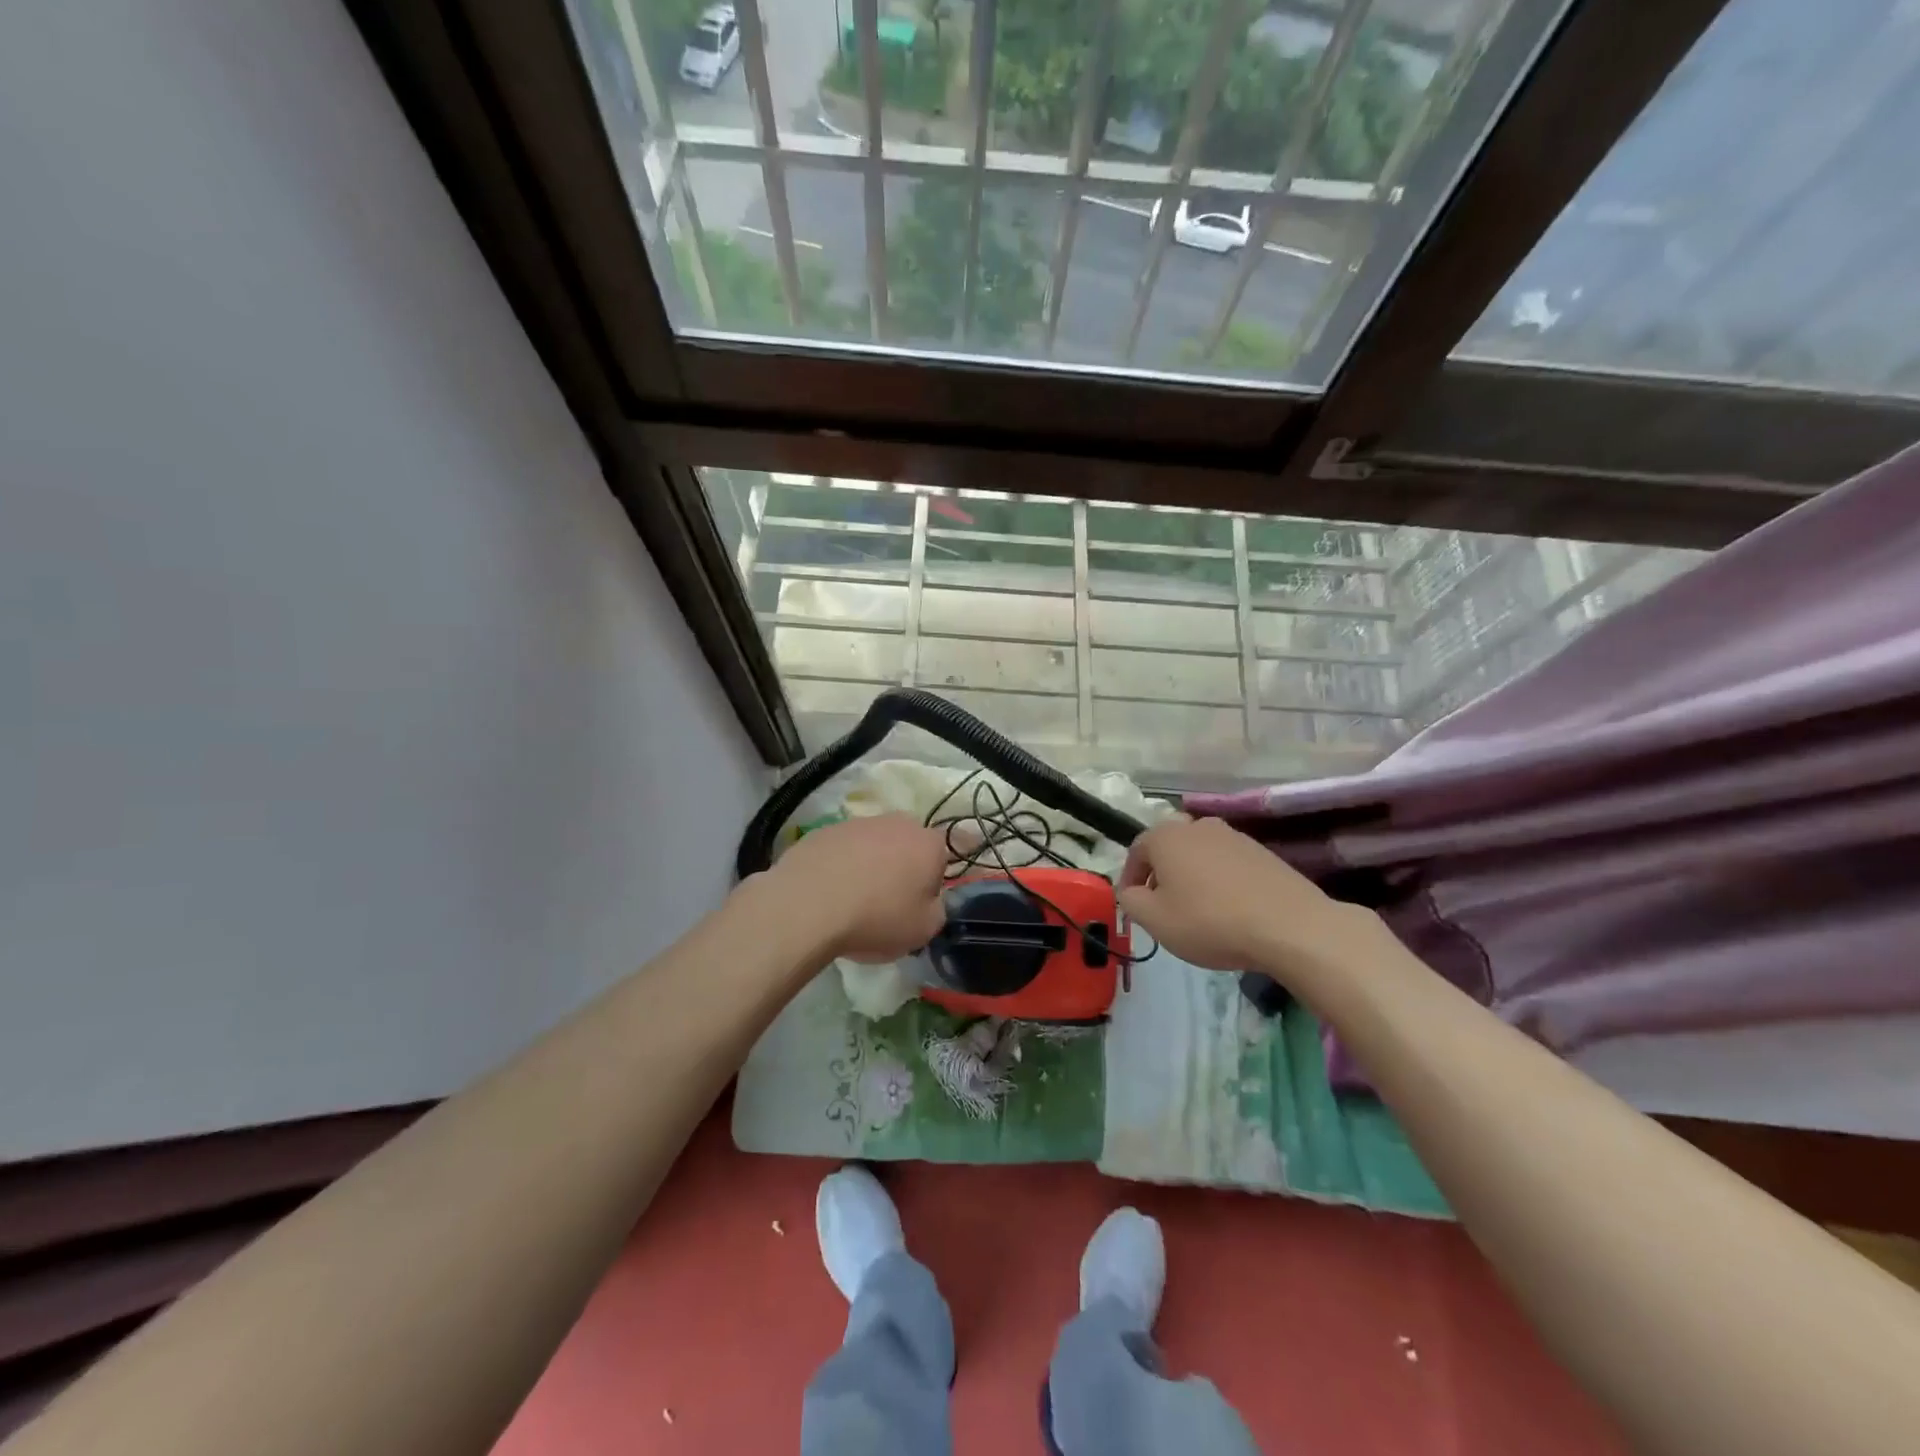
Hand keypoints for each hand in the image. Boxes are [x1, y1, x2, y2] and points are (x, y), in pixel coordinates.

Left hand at [760, 813, 948, 961]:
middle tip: (887, 902)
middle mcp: (897, 823)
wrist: (808, 904)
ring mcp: (858, 823)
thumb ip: (937, 910)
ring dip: (869, 865)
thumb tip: (929, 899)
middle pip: (907, 846)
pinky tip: (827, 892)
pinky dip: (840, 866)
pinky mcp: (824, 830)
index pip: (944, 857)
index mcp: (929, 844)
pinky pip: (842, 850)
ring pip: (873, 845)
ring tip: (852, 900)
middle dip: (902, 868)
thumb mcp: (924, 929)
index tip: (918, 904)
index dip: (933, 882)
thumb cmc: (877, 917)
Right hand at [1118, 816, 1378, 980]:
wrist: (1289, 926)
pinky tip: (1230, 910)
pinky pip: (1228, 864)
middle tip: (1164, 907)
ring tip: (1198, 910)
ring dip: (1193, 877)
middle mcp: (1198, 825)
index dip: (1130, 879)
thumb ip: (1131, 901)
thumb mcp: (1155, 920)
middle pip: (1170, 848)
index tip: (1134, 905)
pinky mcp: (1263, 852)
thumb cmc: (1209, 921)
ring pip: (1200, 855)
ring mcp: (1234, 836)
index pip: (1136, 850)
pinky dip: (1221, 881)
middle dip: (1162, 875)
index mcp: (1165, 835)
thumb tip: (1131, 890)